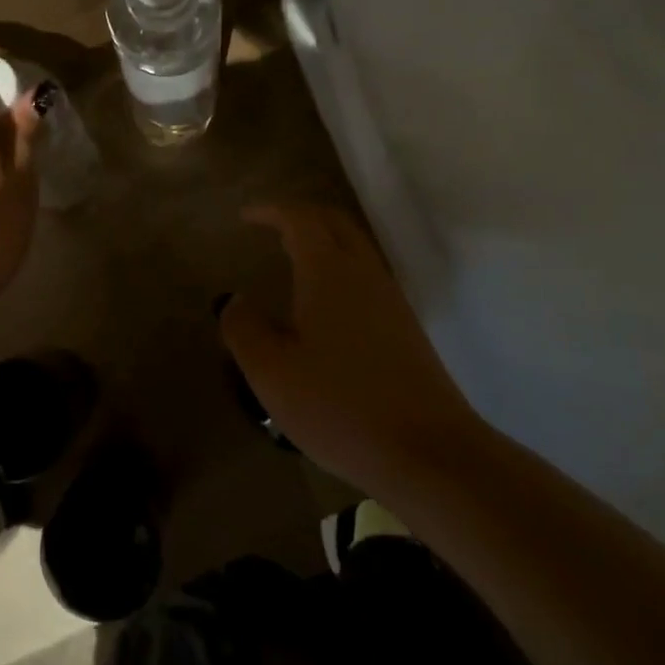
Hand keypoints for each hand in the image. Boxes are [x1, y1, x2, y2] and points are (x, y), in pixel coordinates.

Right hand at [220, 204, 486, 490]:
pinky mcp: (406, 329)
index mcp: (328, 272)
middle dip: (301, 215)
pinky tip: (325, 303)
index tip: (246, 215)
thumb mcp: (272, 372)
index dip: (271, 211)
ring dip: (323, 240)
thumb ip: (244, 329)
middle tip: (271, 225)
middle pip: (335, 222)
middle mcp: (364, 274)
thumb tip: (234, 300)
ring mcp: (391, 300)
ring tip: (292, 257)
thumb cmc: (340, 406)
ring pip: (356, 248)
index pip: (300, 219)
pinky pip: (367, 276)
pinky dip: (340, 268)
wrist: (430, 453)